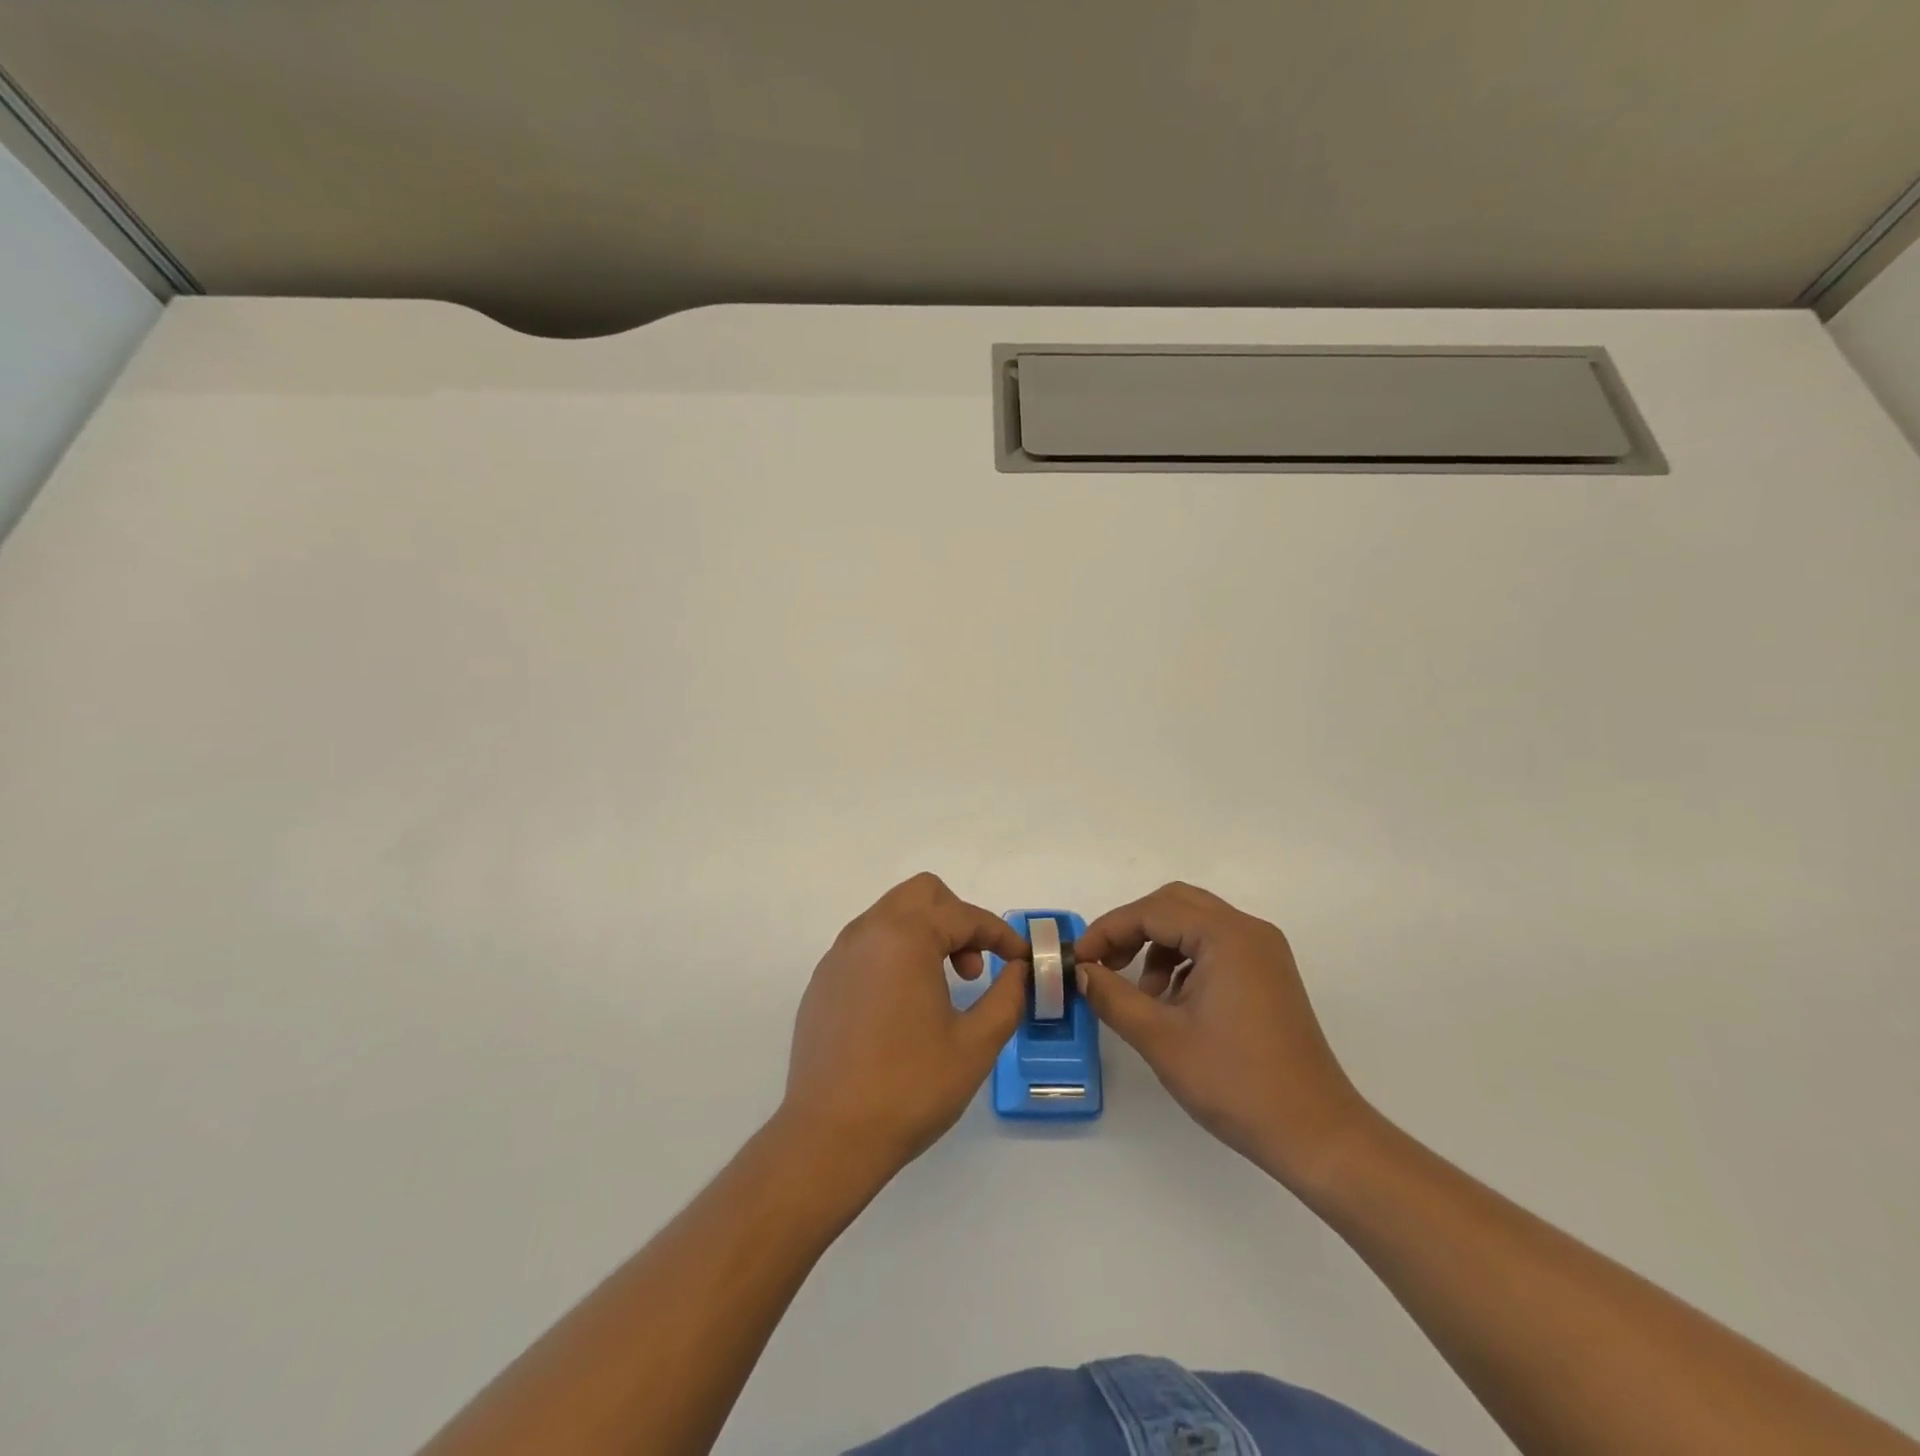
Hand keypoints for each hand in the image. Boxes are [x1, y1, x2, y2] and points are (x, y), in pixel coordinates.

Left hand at [781, 874, 1029, 1185]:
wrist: (830, 1137)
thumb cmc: (910, 1088)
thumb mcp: (976, 1044)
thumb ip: (1007, 996)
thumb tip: (1019, 970)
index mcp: (905, 937)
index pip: (964, 915)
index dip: (1000, 934)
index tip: (1021, 960)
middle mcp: (867, 932)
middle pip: (922, 894)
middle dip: (958, 919)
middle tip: (973, 968)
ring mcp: (839, 955)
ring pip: (891, 914)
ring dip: (926, 933)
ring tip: (942, 987)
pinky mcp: (823, 981)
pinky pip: (867, 944)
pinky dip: (895, 953)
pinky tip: (903, 1004)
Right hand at [1076, 882, 1369, 1188]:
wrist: (1316, 1135)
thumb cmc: (1236, 1083)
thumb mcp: (1161, 1039)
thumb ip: (1112, 996)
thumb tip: (1081, 972)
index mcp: (1227, 936)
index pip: (1152, 911)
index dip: (1107, 931)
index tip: (1077, 961)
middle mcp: (1248, 931)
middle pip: (1174, 904)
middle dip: (1131, 929)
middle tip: (1102, 965)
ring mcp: (1264, 952)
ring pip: (1194, 924)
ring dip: (1157, 946)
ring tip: (1140, 995)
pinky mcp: (1268, 975)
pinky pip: (1214, 947)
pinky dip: (1183, 962)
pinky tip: (1172, 1003)